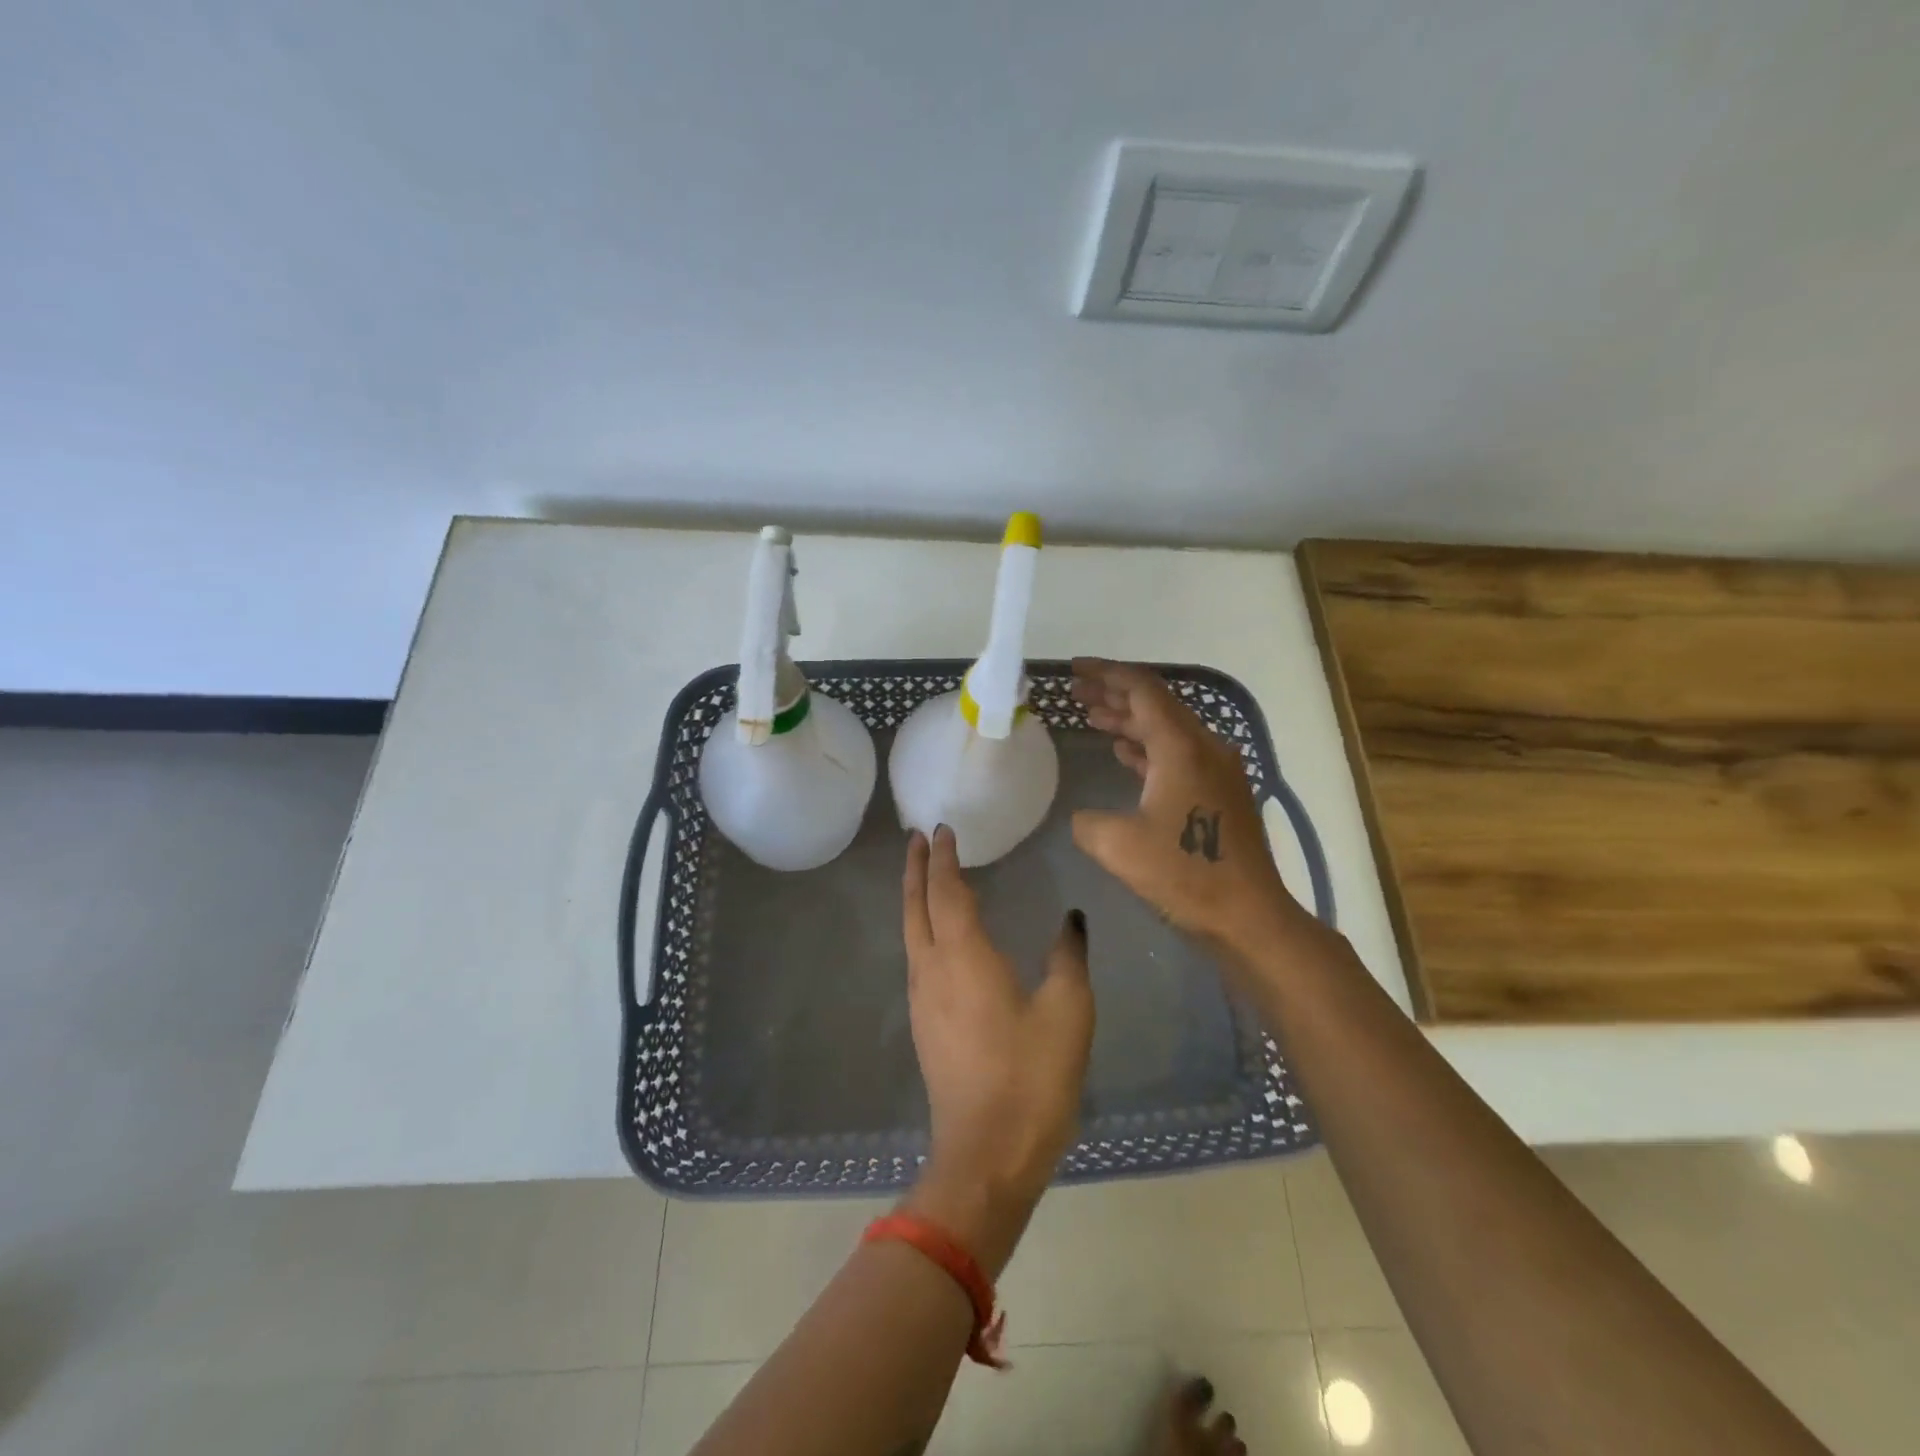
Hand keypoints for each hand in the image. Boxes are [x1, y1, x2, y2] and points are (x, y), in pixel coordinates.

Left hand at [900, 826, 1093, 1272]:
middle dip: (916, 869)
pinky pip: (917, 957)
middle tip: (917, 838)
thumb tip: (1070, 919)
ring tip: (925, 875)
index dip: (944, 859)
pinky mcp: (925, 1025)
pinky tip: (938, 934)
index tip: (943, 829)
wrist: (988, 1153)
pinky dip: (922, 928)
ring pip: (911, 933)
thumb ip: (1068, 957)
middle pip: (915, 907)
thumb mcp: (1068, 1011)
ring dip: (915, 898)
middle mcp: (932, 970)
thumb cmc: (1032, 1076)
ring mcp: (923, 1000)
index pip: (947, 892)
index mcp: (964, 957)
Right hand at [1071, 658, 1305, 956]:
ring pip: (1167, 729)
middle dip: (1113, 695)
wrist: (1249, 915)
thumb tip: (1084, 816)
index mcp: (1181, 746)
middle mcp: (1204, 746)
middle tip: (1075, 693)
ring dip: (1129, 721)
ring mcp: (1217, 769)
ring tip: (1092, 717)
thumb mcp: (1117, 845)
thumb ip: (1087, 820)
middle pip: (1156, 704)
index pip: (1141, 689)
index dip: (1105, 673)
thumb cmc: (1185, 875)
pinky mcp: (1221, 792)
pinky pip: (1177, 754)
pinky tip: (1124, 753)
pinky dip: (1147, 747)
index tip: (1074, 669)